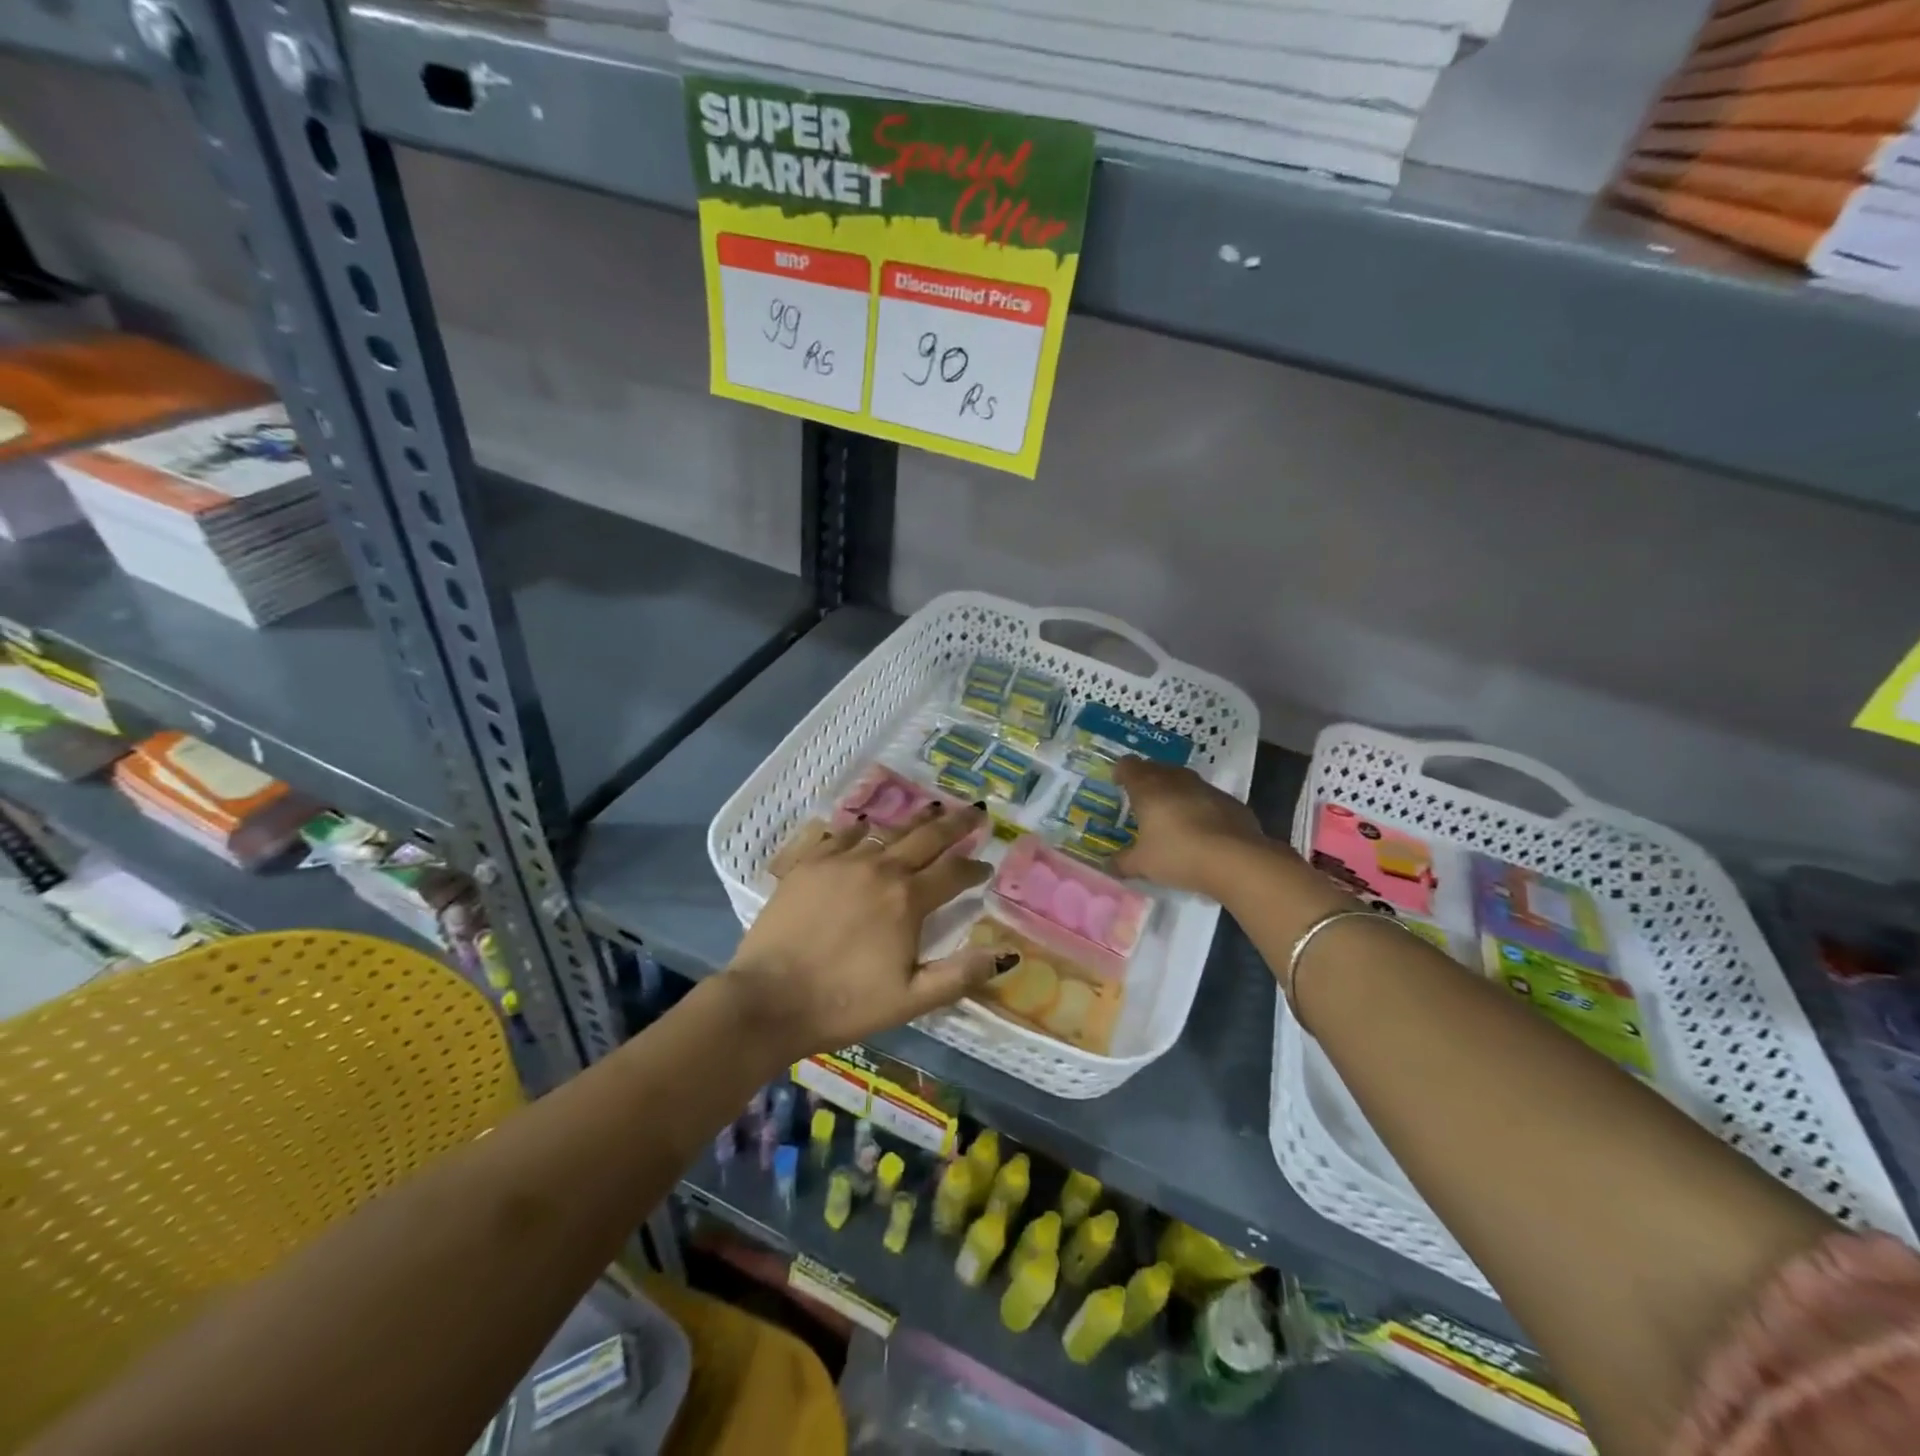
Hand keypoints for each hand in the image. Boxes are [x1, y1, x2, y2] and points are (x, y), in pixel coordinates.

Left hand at [722, 803, 1011, 1060]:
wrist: (768, 999)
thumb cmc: (845, 1004)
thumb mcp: (911, 1000)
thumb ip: (960, 975)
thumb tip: (1005, 953)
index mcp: (907, 900)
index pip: (953, 873)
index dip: (974, 868)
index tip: (986, 867)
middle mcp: (880, 869)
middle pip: (927, 837)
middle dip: (956, 825)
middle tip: (975, 813)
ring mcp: (841, 861)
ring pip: (886, 831)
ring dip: (914, 822)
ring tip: (933, 810)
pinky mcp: (809, 863)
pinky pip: (842, 835)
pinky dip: (861, 828)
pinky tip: (866, 825)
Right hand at [1112, 759, 1267, 896]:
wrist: (1236, 860)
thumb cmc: (1178, 855)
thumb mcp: (1143, 864)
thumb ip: (1122, 863)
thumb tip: (1108, 866)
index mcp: (1148, 788)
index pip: (1128, 766)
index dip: (1121, 772)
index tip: (1118, 783)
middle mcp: (1176, 780)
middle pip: (1156, 768)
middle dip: (1146, 779)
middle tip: (1141, 799)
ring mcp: (1206, 788)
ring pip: (1183, 780)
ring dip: (1174, 790)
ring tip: (1170, 812)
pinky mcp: (1230, 801)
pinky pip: (1206, 797)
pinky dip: (1198, 806)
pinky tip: (1200, 828)